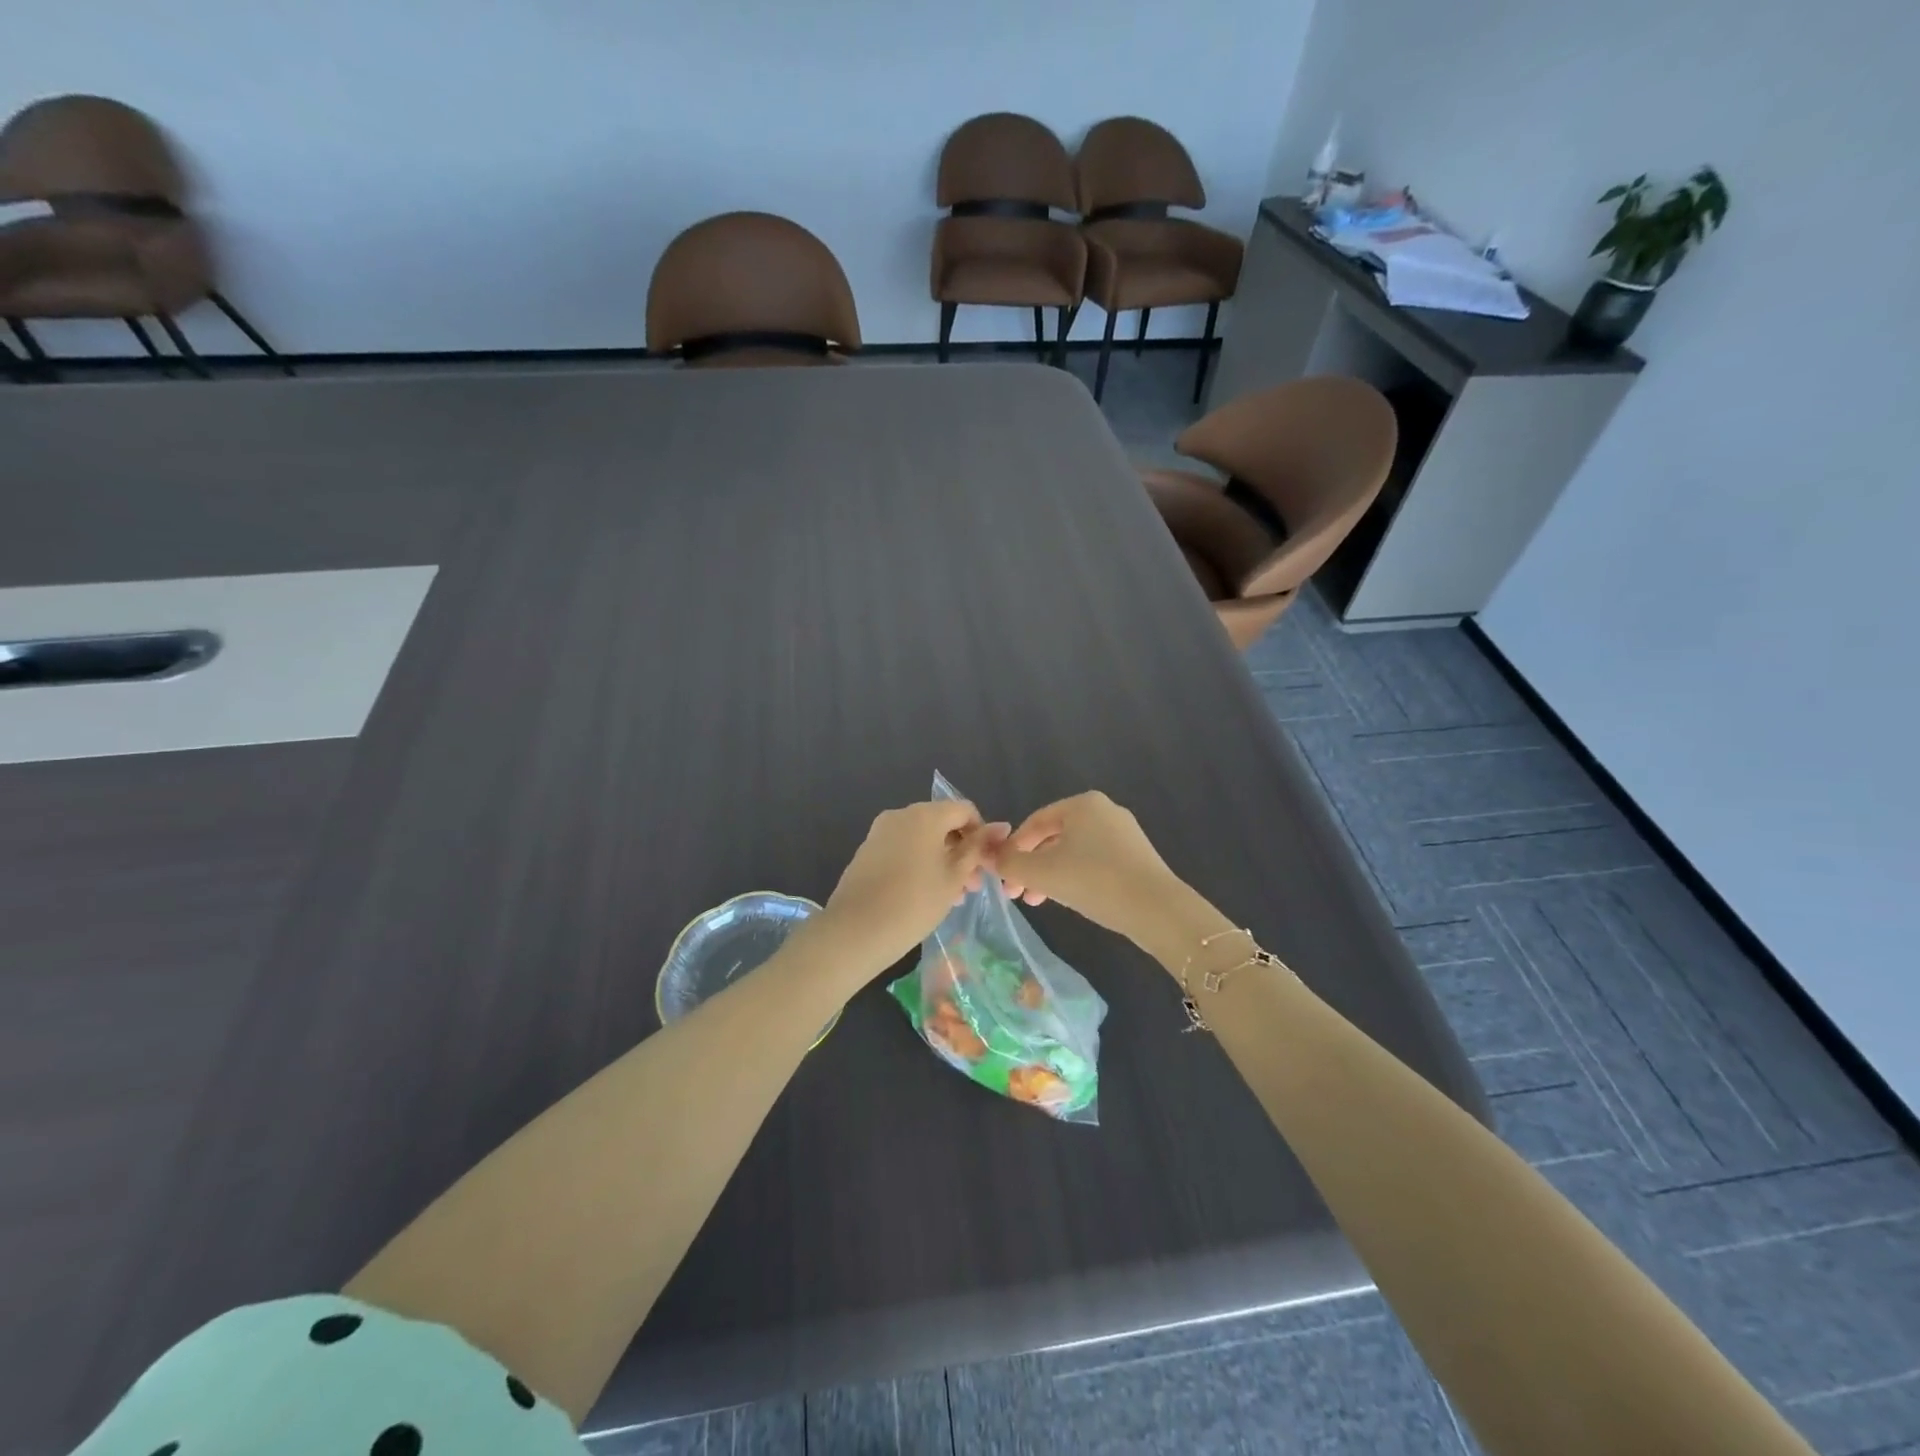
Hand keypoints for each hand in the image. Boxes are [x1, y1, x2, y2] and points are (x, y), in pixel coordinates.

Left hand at [814, 800, 1006, 978]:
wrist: (855, 931)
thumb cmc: (914, 903)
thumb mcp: (954, 877)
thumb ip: (977, 848)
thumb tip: (1002, 826)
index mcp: (925, 814)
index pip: (964, 810)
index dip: (981, 834)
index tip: (986, 865)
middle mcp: (901, 814)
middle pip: (942, 823)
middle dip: (961, 850)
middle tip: (972, 887)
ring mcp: (880, 832)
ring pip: (922, 838)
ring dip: (942, 859)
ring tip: (951, 896)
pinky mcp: (867, 851)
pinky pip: (903, 848)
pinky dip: (920, 863)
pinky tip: (924, 894)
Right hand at [994, 792, 1187, 948]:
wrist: (1156, 909)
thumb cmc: (1093, 881)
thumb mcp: (1042, 873)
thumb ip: (1009, 863)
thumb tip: (987, 856)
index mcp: (1082, 803)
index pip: (1034, 822)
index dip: (1012, 848)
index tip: (1002, 876)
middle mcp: (1105, 810)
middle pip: (1054, 836)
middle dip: (1031, 865)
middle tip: (1016, 893)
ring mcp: (1124, 833)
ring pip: (1073, 851)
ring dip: (1050, 874)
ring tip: (1037, 900)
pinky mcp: (1137, 856)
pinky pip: (1094, 861)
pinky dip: (1075, 876)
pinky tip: (1069, 898)